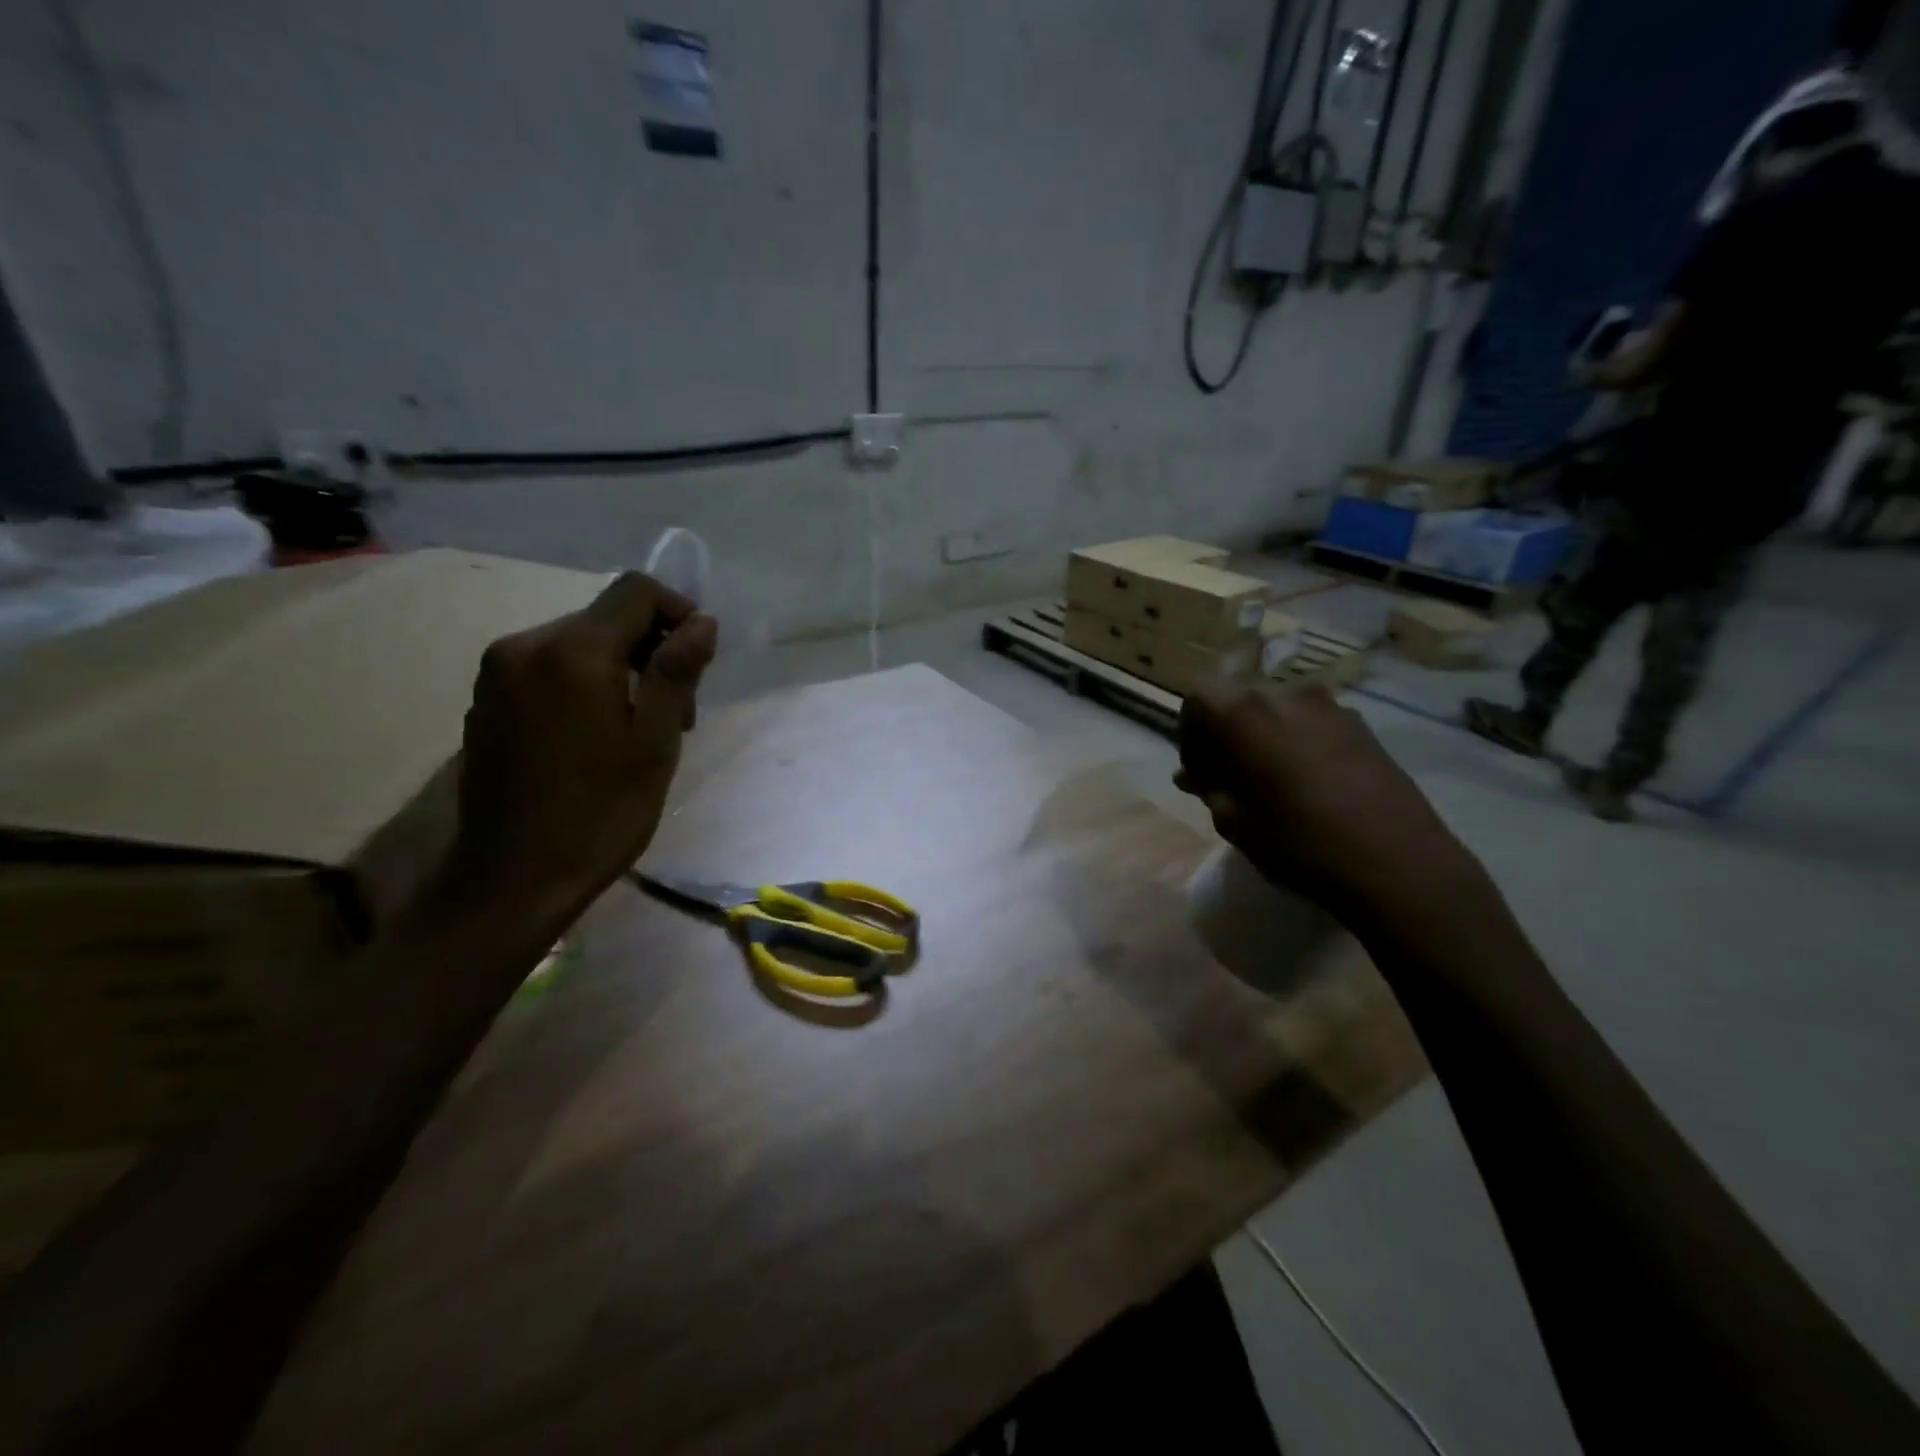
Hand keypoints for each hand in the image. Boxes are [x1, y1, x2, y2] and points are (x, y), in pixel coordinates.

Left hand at [447, 572, 717, 920]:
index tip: (700, 658)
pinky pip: (549, 669)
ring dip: (620, 669)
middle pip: (606, 617)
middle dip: (652, 649)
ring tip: (640, 728)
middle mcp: (526, 645)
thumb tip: (702, 622)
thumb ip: (677, 671)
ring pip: (579, 644)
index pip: (635, 591)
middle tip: (679, 711)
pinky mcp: (486, 701)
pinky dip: (585, 684)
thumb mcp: (654, 741)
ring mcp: (498, 673)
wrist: (512, 878)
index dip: (678, 611)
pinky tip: (597, 736)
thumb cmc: (599, 811)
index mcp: (572, 651)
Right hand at [1176, 681, 1487, 929]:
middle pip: (1239, 698)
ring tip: (1267, 783)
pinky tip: (1306, 785)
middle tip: (1227, 777)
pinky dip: (1295, 743)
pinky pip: (1311, 723)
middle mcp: (1285, 694)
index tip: (1198, 768)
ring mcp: (1330, 706)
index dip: (1190, 729)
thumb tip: (1193, 775)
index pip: (1199, 695)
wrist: (1397, 862)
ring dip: (1262, 738)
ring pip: (1277, 711)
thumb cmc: (1298, 841)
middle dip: (1226, 733)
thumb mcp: (1234, 821)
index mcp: (1244, 712)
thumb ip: (1209, 787)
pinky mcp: (1361, 725)